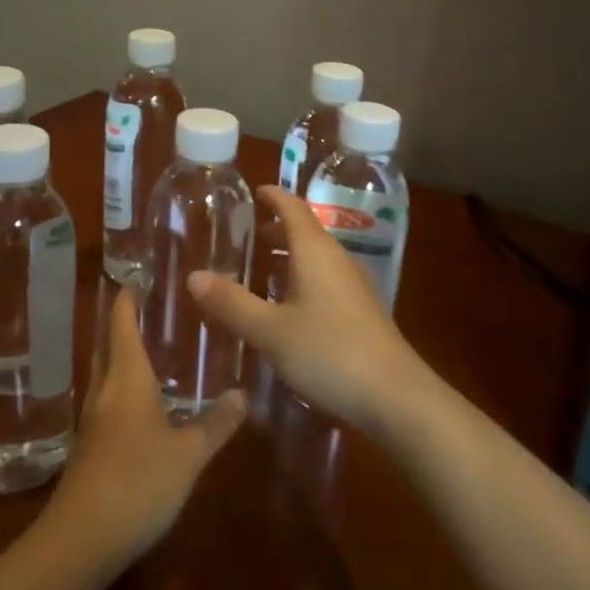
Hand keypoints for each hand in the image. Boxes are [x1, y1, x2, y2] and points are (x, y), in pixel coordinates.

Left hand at [46, 288, 245, 567]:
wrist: (80, 540)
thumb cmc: (138, 482)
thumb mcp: (189, 454)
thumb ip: (216, 423)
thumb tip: (243, 392)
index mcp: (127, 379)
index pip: (122, 325)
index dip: (127, 301)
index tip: (135, 281)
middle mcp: (105, 392)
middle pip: (109, 348)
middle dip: (123, 327)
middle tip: (147, 313)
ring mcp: (92, 423)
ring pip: (105, 377)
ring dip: (121, 360)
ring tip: (148, 354)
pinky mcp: (88, 450)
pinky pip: (106, 405)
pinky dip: (121, 392)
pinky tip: (140, 409)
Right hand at [190, 187, 426, 436]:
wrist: (395, 397)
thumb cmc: (328, 353)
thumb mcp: (270, 331)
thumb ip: (231, 303)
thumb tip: (194, 276)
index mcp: (315, 251)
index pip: (293, 207)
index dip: (273, 196)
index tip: (254, 192)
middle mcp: (337, 259)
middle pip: (305, 231)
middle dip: (276, 229)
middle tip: (246, 235)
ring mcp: (353, 285)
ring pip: (316, 258)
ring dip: (289, 257)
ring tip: (260, 269)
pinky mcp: (361, 311)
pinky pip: (325, 280)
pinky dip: (302, 279)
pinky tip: (287, 307)